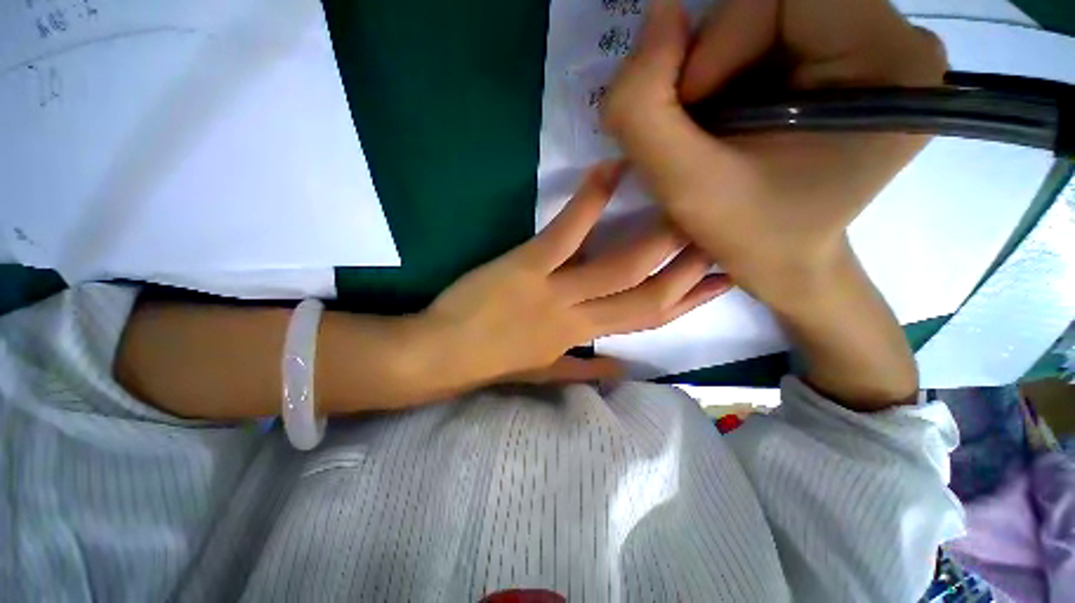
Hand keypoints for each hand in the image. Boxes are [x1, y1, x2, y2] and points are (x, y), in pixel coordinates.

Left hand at [420, 163, 729, 384]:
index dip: (689, 303)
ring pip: (619, 266)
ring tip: (686, 202)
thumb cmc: (492, 363)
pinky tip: (613, 169)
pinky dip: (590, 201)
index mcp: (581, 340)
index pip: (648, 322)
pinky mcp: (526, 266)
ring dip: (657, 236)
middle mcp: (578, 318)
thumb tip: (624, 370)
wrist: (441, 356)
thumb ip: (584, 369)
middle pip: (647, 295)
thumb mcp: (543, 372)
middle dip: (690, 267)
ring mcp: (553, 291)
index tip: (722, 281)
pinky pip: (566, 232)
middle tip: (724, 233)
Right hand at [602, 0, 946, 311]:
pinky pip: (769, 38)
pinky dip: (729, 75)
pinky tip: (727, 123)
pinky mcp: (846, 62)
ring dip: (717, 71)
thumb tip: (657, 15)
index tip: (693, 112)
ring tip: (711, 133)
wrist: (785, 262)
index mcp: (886, 60)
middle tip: (697, 127)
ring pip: (763, 19)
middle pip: (774, 2)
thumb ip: (644, 110)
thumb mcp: (684, 186)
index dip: (720, 43)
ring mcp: (873, 48)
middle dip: (714, 61)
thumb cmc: (748, 236)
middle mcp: (893, 39)